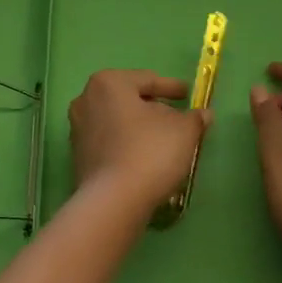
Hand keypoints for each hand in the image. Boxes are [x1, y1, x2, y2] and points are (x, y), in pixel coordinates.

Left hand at [68, 69, 211, 217]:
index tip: (188, 94)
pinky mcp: (77, 156)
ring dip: (139, 128)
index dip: (171, 87)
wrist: (113, 202)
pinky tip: (144, 158)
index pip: (147, 80)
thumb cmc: (149, 152)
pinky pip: (109, 142)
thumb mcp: (183, 131)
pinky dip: (127, 145)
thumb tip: (203, 114)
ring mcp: (78, 129)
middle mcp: (86, 99)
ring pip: (118, 121)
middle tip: (176, 117)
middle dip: (153, 108)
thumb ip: (194, 118)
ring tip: (163, 140)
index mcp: (109, 83)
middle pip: (129, 99)